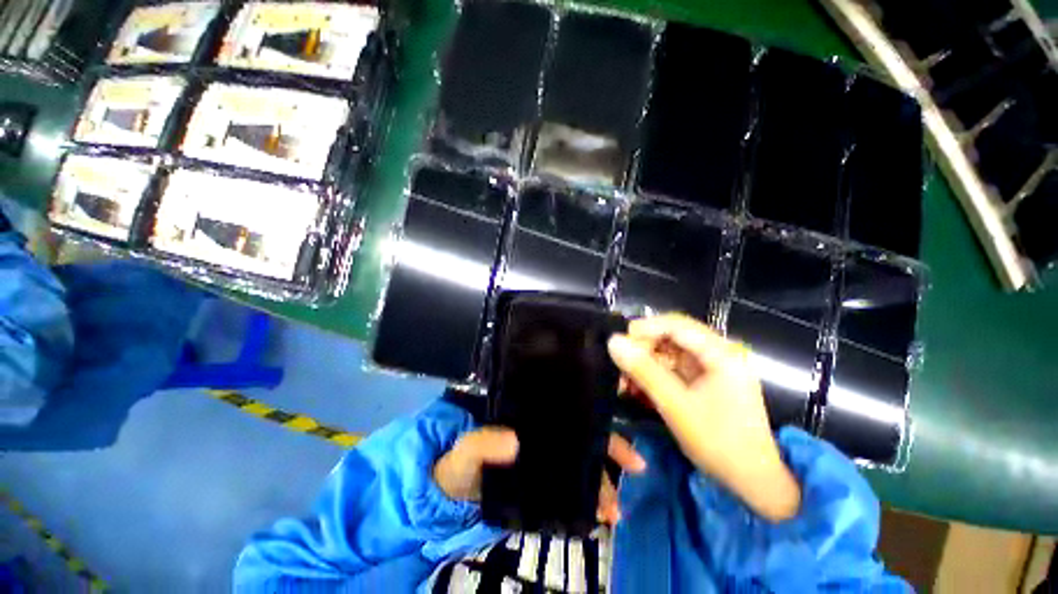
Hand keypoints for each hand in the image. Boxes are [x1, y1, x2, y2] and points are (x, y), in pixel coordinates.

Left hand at [433, 429, 646, 524]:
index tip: (615, 423)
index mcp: (529, 413)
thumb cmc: (456, 459)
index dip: (594, 416)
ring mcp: (543, 456)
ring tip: (614, 510)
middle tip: (636, 469)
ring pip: (580, 462)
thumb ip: (482, 443)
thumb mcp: (466, 448)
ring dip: (601, 482)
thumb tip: (515, 442)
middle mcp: (542, 430)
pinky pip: (569, 487)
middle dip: (610, 451)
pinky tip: (597, 517)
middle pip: (583, 434)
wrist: (444, 492)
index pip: (568, 408)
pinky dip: (585, 499)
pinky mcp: (541, 481)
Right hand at [607, 313, 800, 521]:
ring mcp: (711, 367)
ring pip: (668, 351)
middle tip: (620, 365)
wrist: (753, 481)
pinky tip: (638, 388)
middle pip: (671, 336)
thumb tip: (613, 341)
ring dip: (645, 363)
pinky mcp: (703, 380)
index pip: (676, 324)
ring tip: (625, 380)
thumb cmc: (719, 442)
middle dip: (643, 349)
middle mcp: (717, 353)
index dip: (645, 328)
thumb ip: (643, 370)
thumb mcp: (675, 405)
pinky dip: (653, 375)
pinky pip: (672, 368)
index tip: (619, 343)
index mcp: (721, 353)